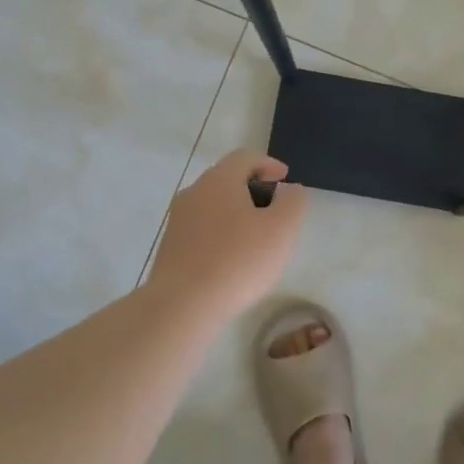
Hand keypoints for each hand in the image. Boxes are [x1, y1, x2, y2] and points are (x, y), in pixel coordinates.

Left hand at [148, 150, 307, 318]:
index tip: (285, 180)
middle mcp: (194, 192)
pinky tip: (232, 260)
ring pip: (213, 205)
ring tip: (256, 239)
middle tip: (275, 212)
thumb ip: (293, 202)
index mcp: (219, 180)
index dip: (269, 164)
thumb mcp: (282, 229)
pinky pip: (201, 230)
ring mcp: (178, 220)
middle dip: (253, 190)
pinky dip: (221, 234)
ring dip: (236, 214)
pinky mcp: (170, 247)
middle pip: (227, 179)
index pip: (246, 157)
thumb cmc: (238, 261)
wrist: (182, 305)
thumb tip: (289, 189)